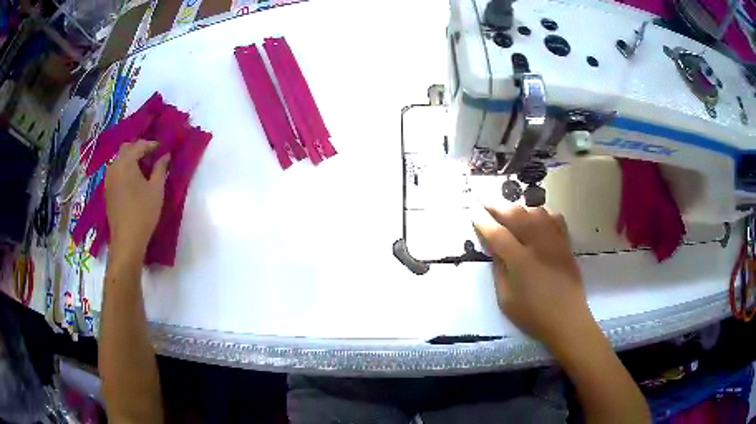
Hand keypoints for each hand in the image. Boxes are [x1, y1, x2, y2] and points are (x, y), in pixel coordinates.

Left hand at [105, 140, 168, 260]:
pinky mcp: (107, 191)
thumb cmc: (143, 212)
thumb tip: (165, 156)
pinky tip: (133, 183)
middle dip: (139, 150)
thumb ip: (160, 168)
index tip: (163, 149)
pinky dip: (125, 171)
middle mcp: (114, 166)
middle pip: (126, 149)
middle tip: (152, 158)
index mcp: (126, 162)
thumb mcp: (157, 189)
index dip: (152, 145)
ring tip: (143, 171)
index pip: (139, 145)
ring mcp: (108, 180)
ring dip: (130, 161)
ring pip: (119, 161)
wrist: (126, 240)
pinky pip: (116, 173)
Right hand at [473, 204, 595, 351]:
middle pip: (517, 215)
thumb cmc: (533, 315)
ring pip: (536, 211)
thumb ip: (498, 271)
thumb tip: (494, 250)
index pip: (497, 234)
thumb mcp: (506, 300)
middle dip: (498, 207)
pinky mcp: (566, 243)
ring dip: (520, 208)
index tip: (472, 212)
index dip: (483, 222)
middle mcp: (538, 245)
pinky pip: (554, 218)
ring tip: (510, 213)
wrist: (567, 319)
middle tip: (485, 203)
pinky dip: (543, 213)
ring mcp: (555, 242)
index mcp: (520, 262)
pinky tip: (537, 219)